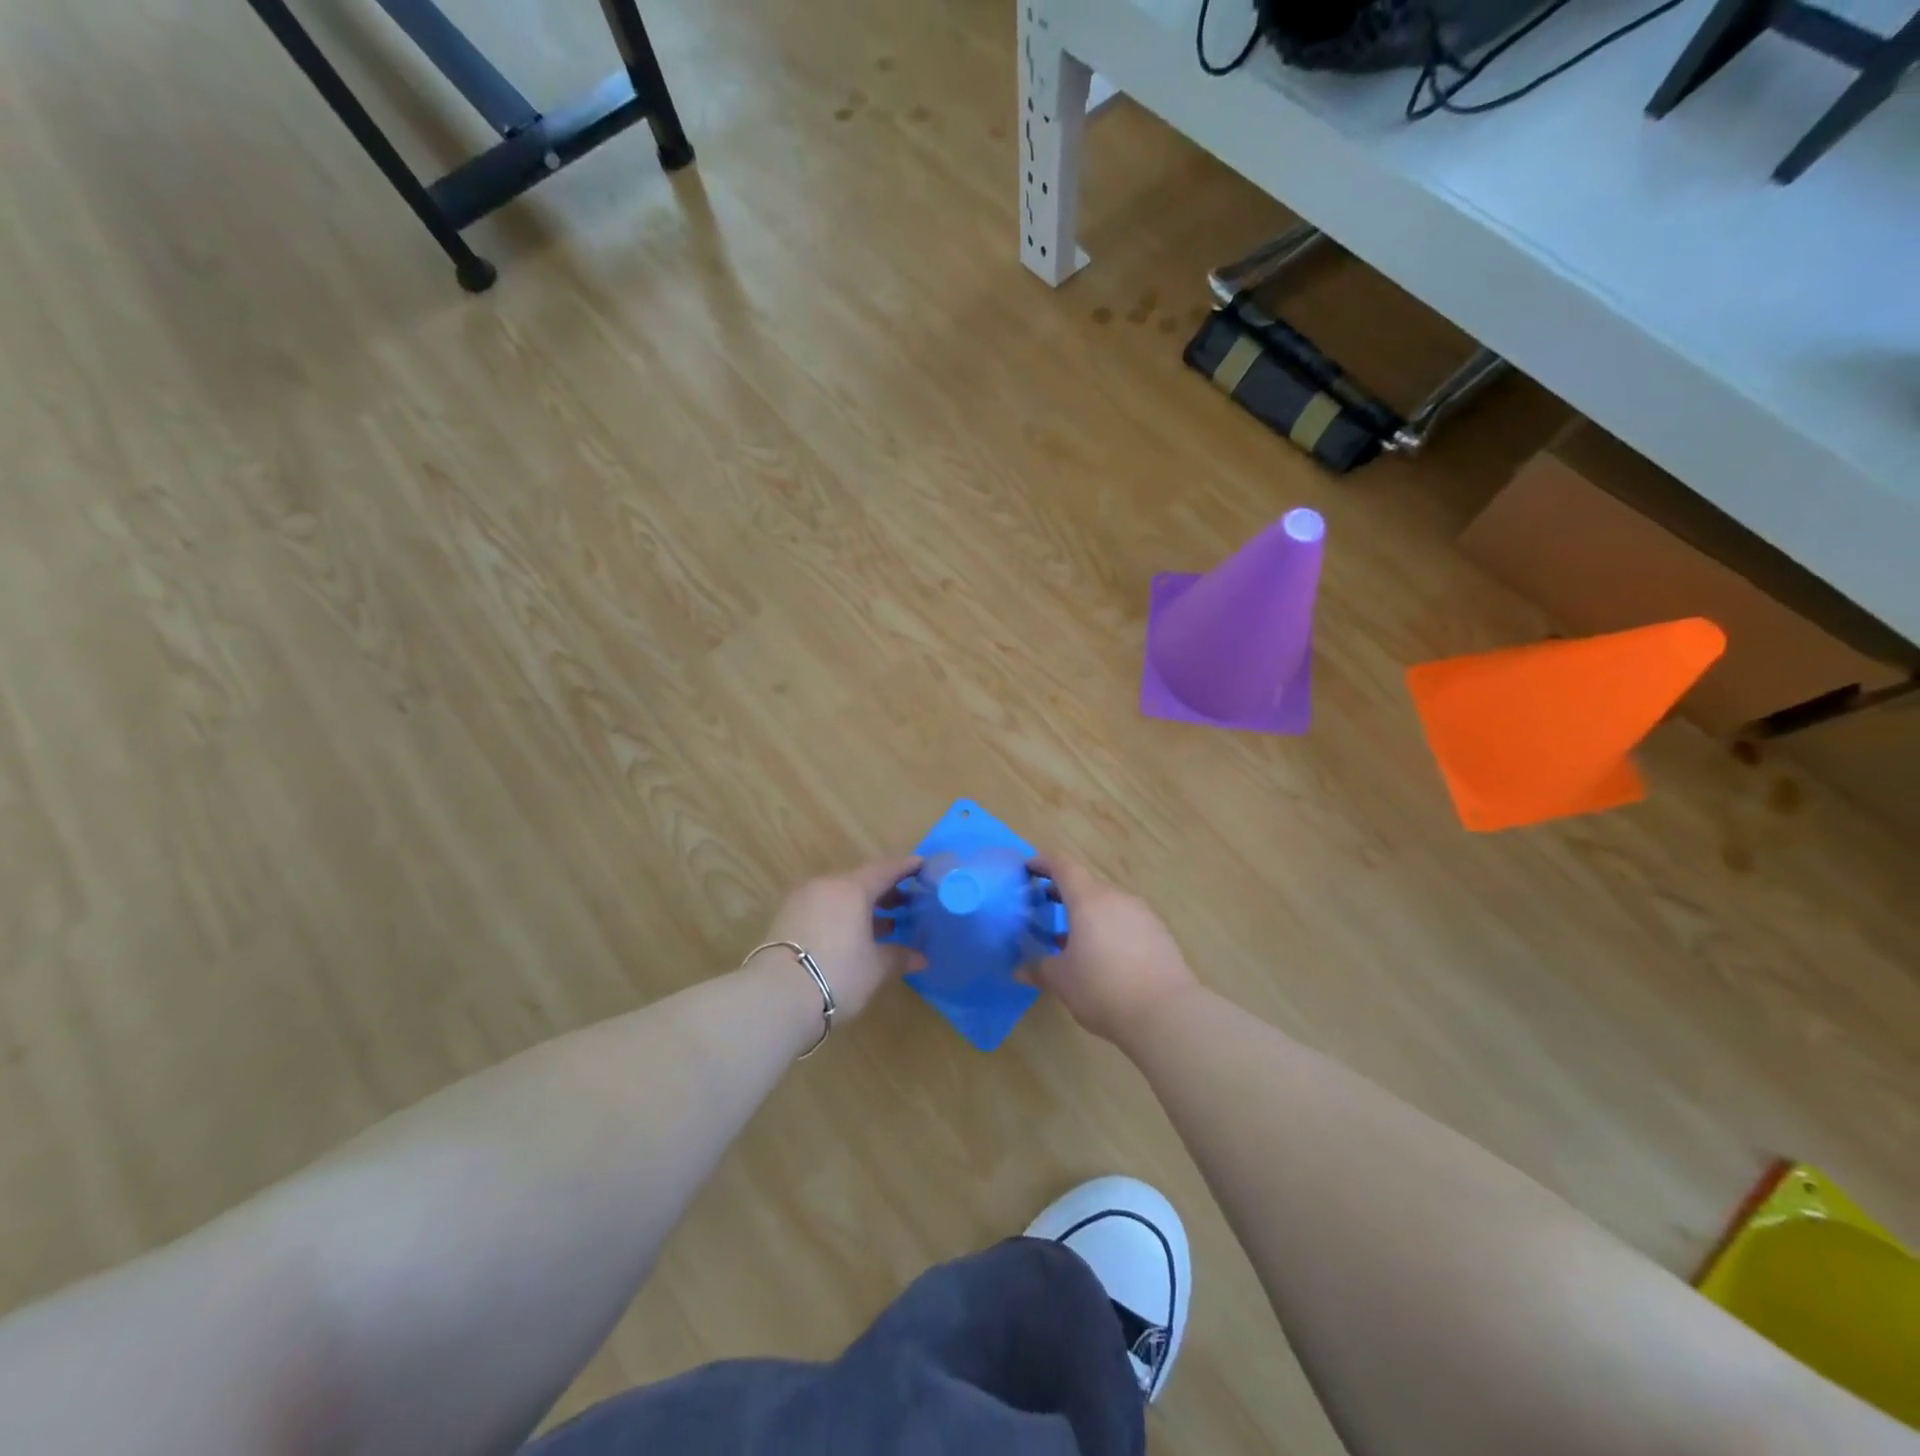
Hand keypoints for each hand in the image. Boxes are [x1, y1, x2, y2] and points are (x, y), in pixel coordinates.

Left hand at [762, 856, 920, 1018]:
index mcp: (852, 888)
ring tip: (884, 924)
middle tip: (906, 902)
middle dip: (884, 890)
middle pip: (860, 880)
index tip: (922, 866)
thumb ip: (899, 956)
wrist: (775, 998)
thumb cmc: (837, 975)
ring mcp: (802, 900)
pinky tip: (852, 936)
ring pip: (839, 894)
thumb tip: (921, 957)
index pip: (885, 869)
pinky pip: (822, 907)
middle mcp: (826, 885)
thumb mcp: (876, 968)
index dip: (906, 867)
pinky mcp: (785, 918)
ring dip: (862, 906)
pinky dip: (841, 915)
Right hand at [1030, 856, 1200, 1044]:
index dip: (1045, 863)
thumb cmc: (1103, 989)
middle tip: (1046, 905)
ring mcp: (1142, 914)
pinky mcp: (1160, 933)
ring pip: (1108, 903)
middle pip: (1087, 885)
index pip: (1064, 867)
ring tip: (1074, 936)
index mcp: (1088, 900)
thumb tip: (1020, 969)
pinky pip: (1127, 920)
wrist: (1167, 1013)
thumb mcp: (1062, 981)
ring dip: (1088, 913)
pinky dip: (1110, 927)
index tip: (1029, 868)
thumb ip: (1039, 969)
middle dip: (1065, 892)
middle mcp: (1117, 898)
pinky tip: (1105, 955)